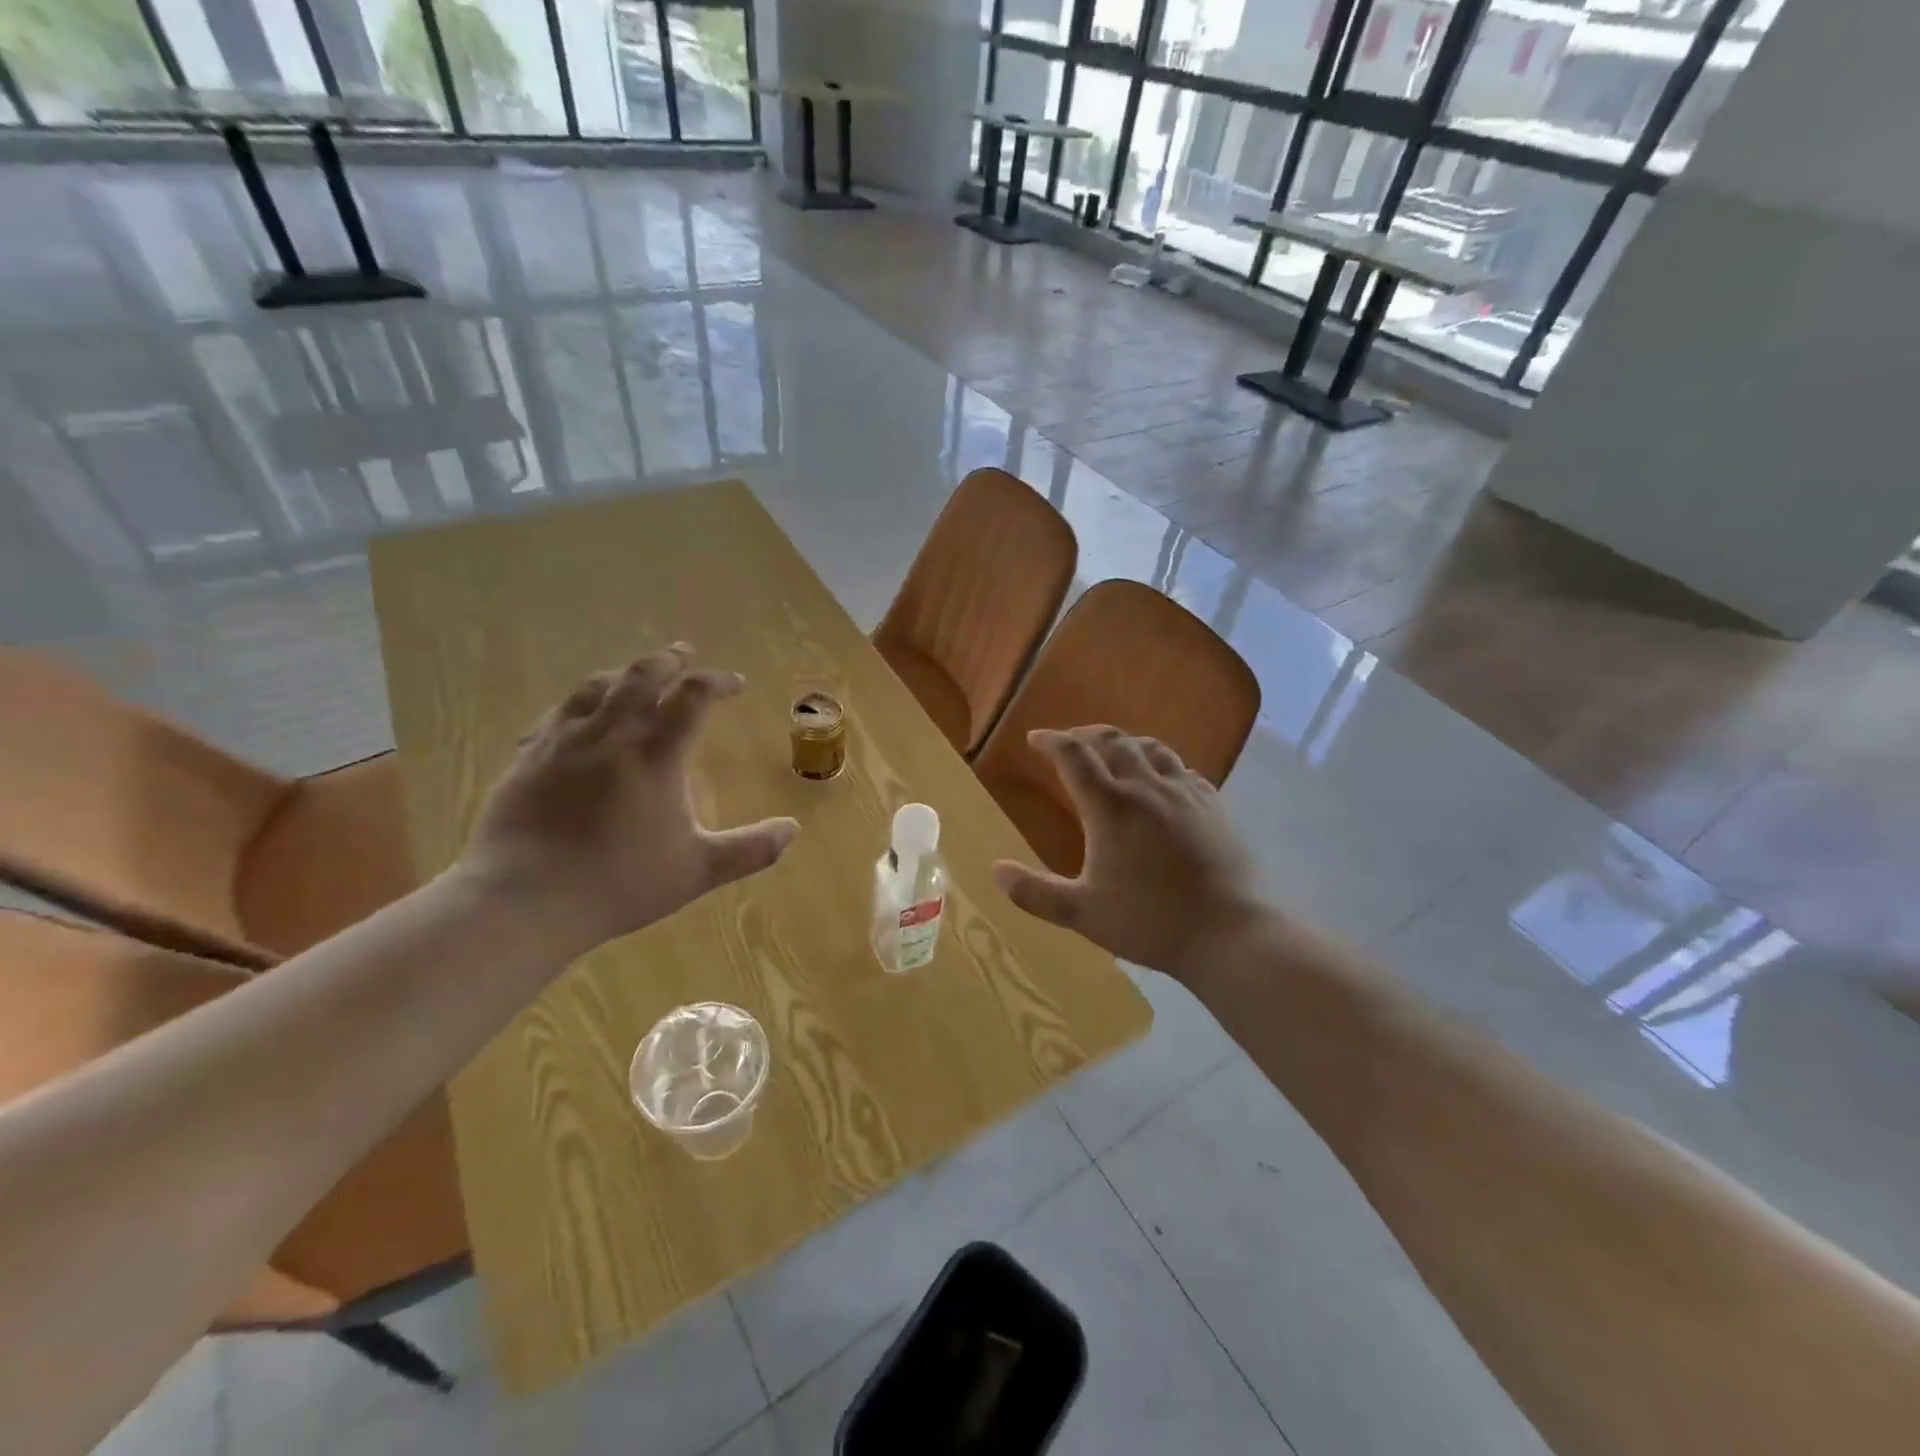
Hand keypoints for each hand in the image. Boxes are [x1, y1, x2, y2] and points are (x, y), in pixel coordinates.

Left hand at [456, 645, 798, 956]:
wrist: (523, 900)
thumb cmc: (618, 884)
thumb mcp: (697, 871)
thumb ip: (750, 850)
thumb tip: (792, 830)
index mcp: (654, 756)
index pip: (692, 698)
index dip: (717, 682)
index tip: (735, 683)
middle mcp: (609, 736)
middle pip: (641, 677)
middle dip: (669, 660)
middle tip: (684, 653)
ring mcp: (562, 744)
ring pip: (595, 688)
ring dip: (622, 674)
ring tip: (634, 674)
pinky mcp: (527, 759)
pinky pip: (555, 716)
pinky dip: (578, 705)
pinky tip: (575, 717)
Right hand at [993, 727, 1269, 982]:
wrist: (1227, 932)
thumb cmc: (1148, 922)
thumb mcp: (1081, 914)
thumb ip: (1035, 893)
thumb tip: (996, 871)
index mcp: (1110, 807)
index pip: (1074, 756)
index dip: (1051, 741)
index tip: (1035, 739)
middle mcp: (1146, 787)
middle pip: (1112, 741)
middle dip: (1085, 735)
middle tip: (1069, 742)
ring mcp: (1184, 792)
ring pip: (1151, 748)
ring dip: (1124, 743)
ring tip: (1112, 752)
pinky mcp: (1212, 804)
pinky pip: (1181, 768)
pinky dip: (1160, 763)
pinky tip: (1161, 778)